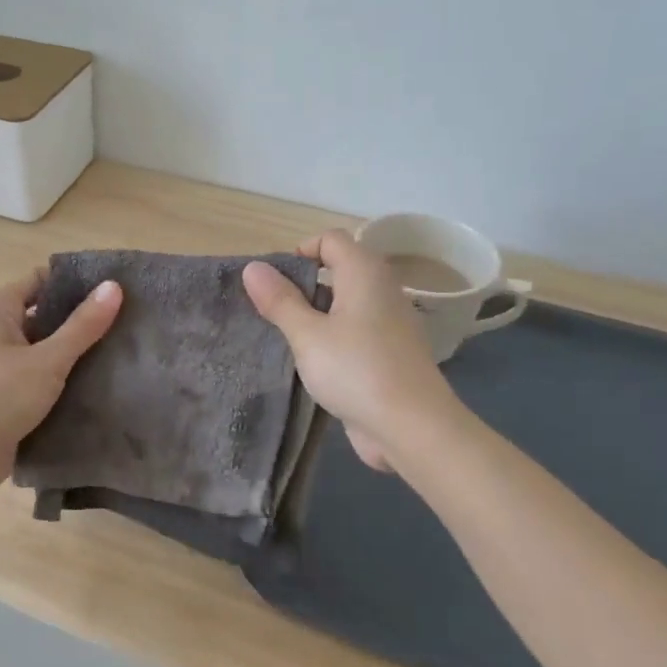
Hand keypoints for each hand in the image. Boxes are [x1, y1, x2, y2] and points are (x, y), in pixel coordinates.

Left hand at [0, 268, 122, 496]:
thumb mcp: (48, 360)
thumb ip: (83, 325)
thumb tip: (114, 286)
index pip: (40, 280)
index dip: (75, 282)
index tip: (112, 290)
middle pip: (42, 312)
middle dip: (78, 318)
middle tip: (122, 320)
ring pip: (41, 344)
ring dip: (71, 348)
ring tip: (116, 348)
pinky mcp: (1, 389)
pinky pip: (35, 370)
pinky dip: (59, 372)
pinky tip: (92, 379)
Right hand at [243, 229, 450, 471]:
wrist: (413, 427)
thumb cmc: (356, 370)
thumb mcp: (308, 335)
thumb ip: (280, 300)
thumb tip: (253, 267)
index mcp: (364, 273)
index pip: (331, 239)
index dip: (300, 251)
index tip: (274, 283)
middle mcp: (381, 289)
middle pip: (339, 268)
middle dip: (303, 284)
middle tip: (273, 311)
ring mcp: (388, 322)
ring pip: (346, 303)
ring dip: (316, 313)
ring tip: (286, 337)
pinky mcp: (389, 352)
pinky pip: (355, 330)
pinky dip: (332, 337)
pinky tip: (313, 362)